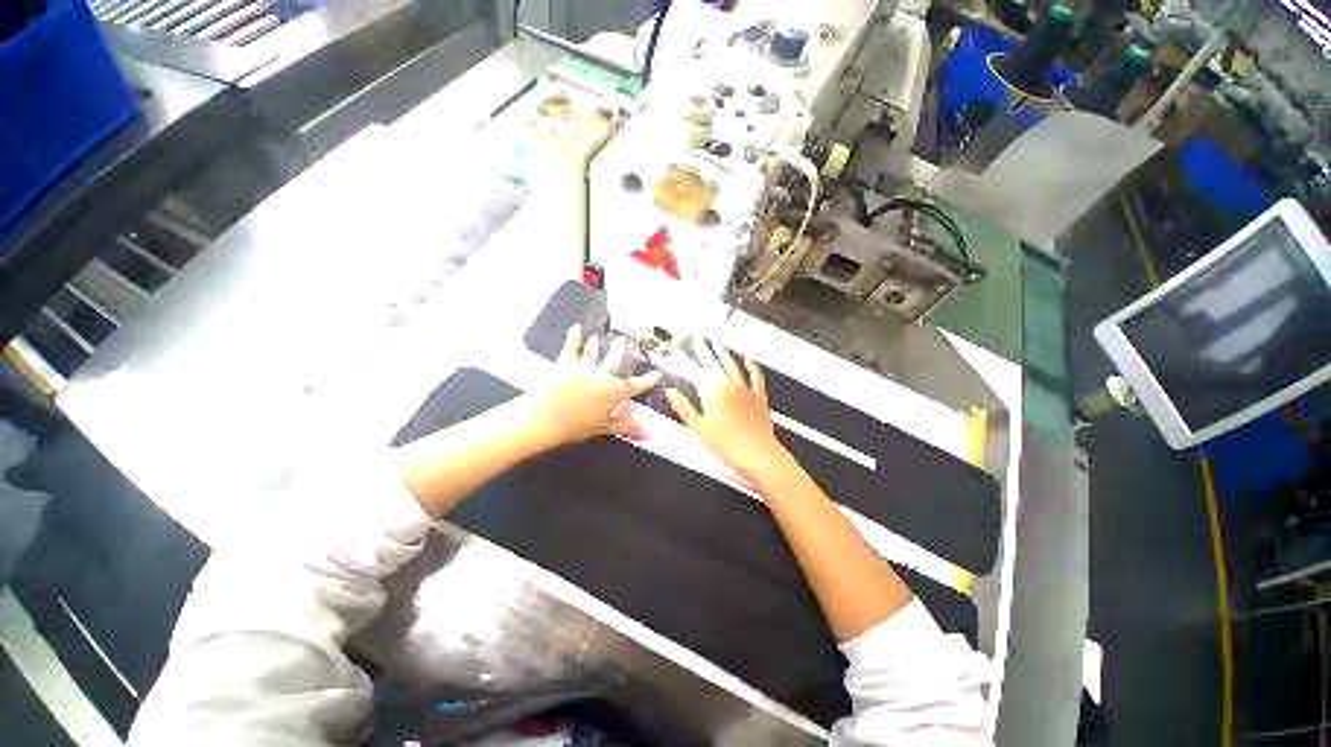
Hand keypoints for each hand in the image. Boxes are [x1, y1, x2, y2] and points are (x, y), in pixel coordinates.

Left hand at [525, 324, 661, 447]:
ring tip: (598, 338)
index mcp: (615, 391)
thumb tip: (645, 434)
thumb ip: (627, 427)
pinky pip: (571, 346)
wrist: (546, 417)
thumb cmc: (574, 425)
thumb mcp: (605, 428)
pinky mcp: (566, 362)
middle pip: (614, 361)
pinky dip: (574, 336)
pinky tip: (575, 328)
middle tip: (623, 342)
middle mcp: (602, 375)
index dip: (648, 380)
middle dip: (620, 352)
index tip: (656, 374)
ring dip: (596, 345)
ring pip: (594, 352)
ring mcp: (584, 367)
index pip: (637, 385)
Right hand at [665, 343, 791, 481]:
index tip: (677, 352)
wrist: (756, 453)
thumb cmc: (726, 443)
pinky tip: (748, 359)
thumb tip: (671, 393)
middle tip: (697, 340)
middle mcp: (728, 386)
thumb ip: (683, 407)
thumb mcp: (697, 427)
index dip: (684, 361)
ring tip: (717, 345)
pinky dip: (752, 366)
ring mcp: (745, 390)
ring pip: (732, 366)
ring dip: (724, 354)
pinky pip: (756, 376)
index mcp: (712, 393)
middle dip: (703, 351)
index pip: (694, 372)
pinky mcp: (758, 397)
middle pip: (712, 364)